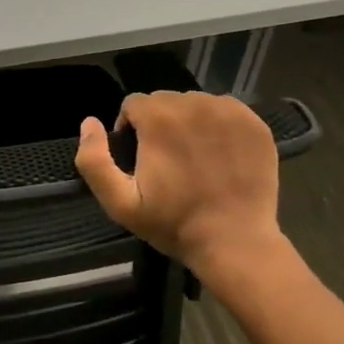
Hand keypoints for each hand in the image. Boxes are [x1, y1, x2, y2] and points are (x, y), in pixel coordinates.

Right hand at [73, 91, 287, 288]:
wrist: (235, 242)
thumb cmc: (174, 223)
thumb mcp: (119, 202)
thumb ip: (94, 160)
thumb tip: (89, 122)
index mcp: (158, 117)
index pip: (133, 104)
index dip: (130, 129)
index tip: (139, 159)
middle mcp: (194, 103)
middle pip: (165, 101)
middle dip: (159, 124)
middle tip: (167, 161)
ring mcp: (228, 111)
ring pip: (196, 104)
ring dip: (189, 123)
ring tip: (194, 158)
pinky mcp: (254, 124)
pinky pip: (225, 112)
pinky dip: (218, 127)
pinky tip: (219, 156)